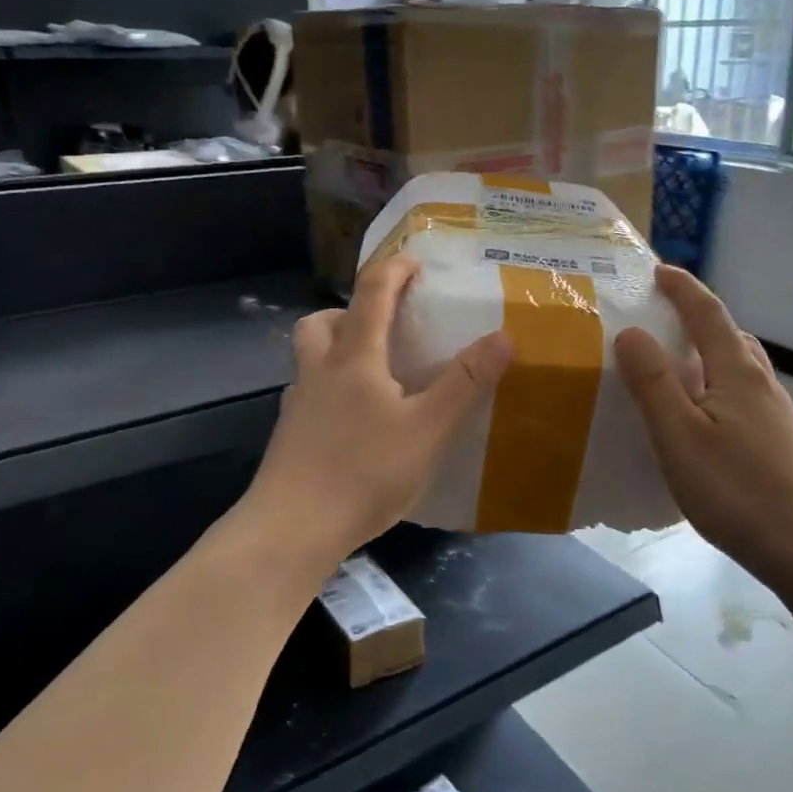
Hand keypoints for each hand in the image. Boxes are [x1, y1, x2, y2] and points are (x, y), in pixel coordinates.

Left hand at [243, 256, 510, 570]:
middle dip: (352, 311)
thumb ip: (465, 383)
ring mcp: (298, 406)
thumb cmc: (364, 471)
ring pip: (311, 358)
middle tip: (384, 326)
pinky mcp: (290, 437)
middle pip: (323, 321)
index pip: (371, 293)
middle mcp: (319, 371)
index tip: (416, 262)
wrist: (292, 529)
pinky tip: (357, 423)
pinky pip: (310, 395)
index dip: (394, 269)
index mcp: (354, 357)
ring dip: (337, 349)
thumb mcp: (428, 428)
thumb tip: (502, 336)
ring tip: (375, 375)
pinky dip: (332, 391)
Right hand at [615, 267, 792, 583]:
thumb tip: (632, 332)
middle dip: (697, 318)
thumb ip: (653, 381)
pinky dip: (716, 385)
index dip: (683, 289)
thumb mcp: (678, 434)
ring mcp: (775, 414)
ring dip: (709, 353)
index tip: (659, 270)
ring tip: (677, 366)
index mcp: (737, 371)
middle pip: (729, 335)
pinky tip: (702, 418)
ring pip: (739, 367)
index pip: (708, 314)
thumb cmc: (734, 488)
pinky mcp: (778, 442)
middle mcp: (761, 383)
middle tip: (662, 318)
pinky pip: (742, 395)